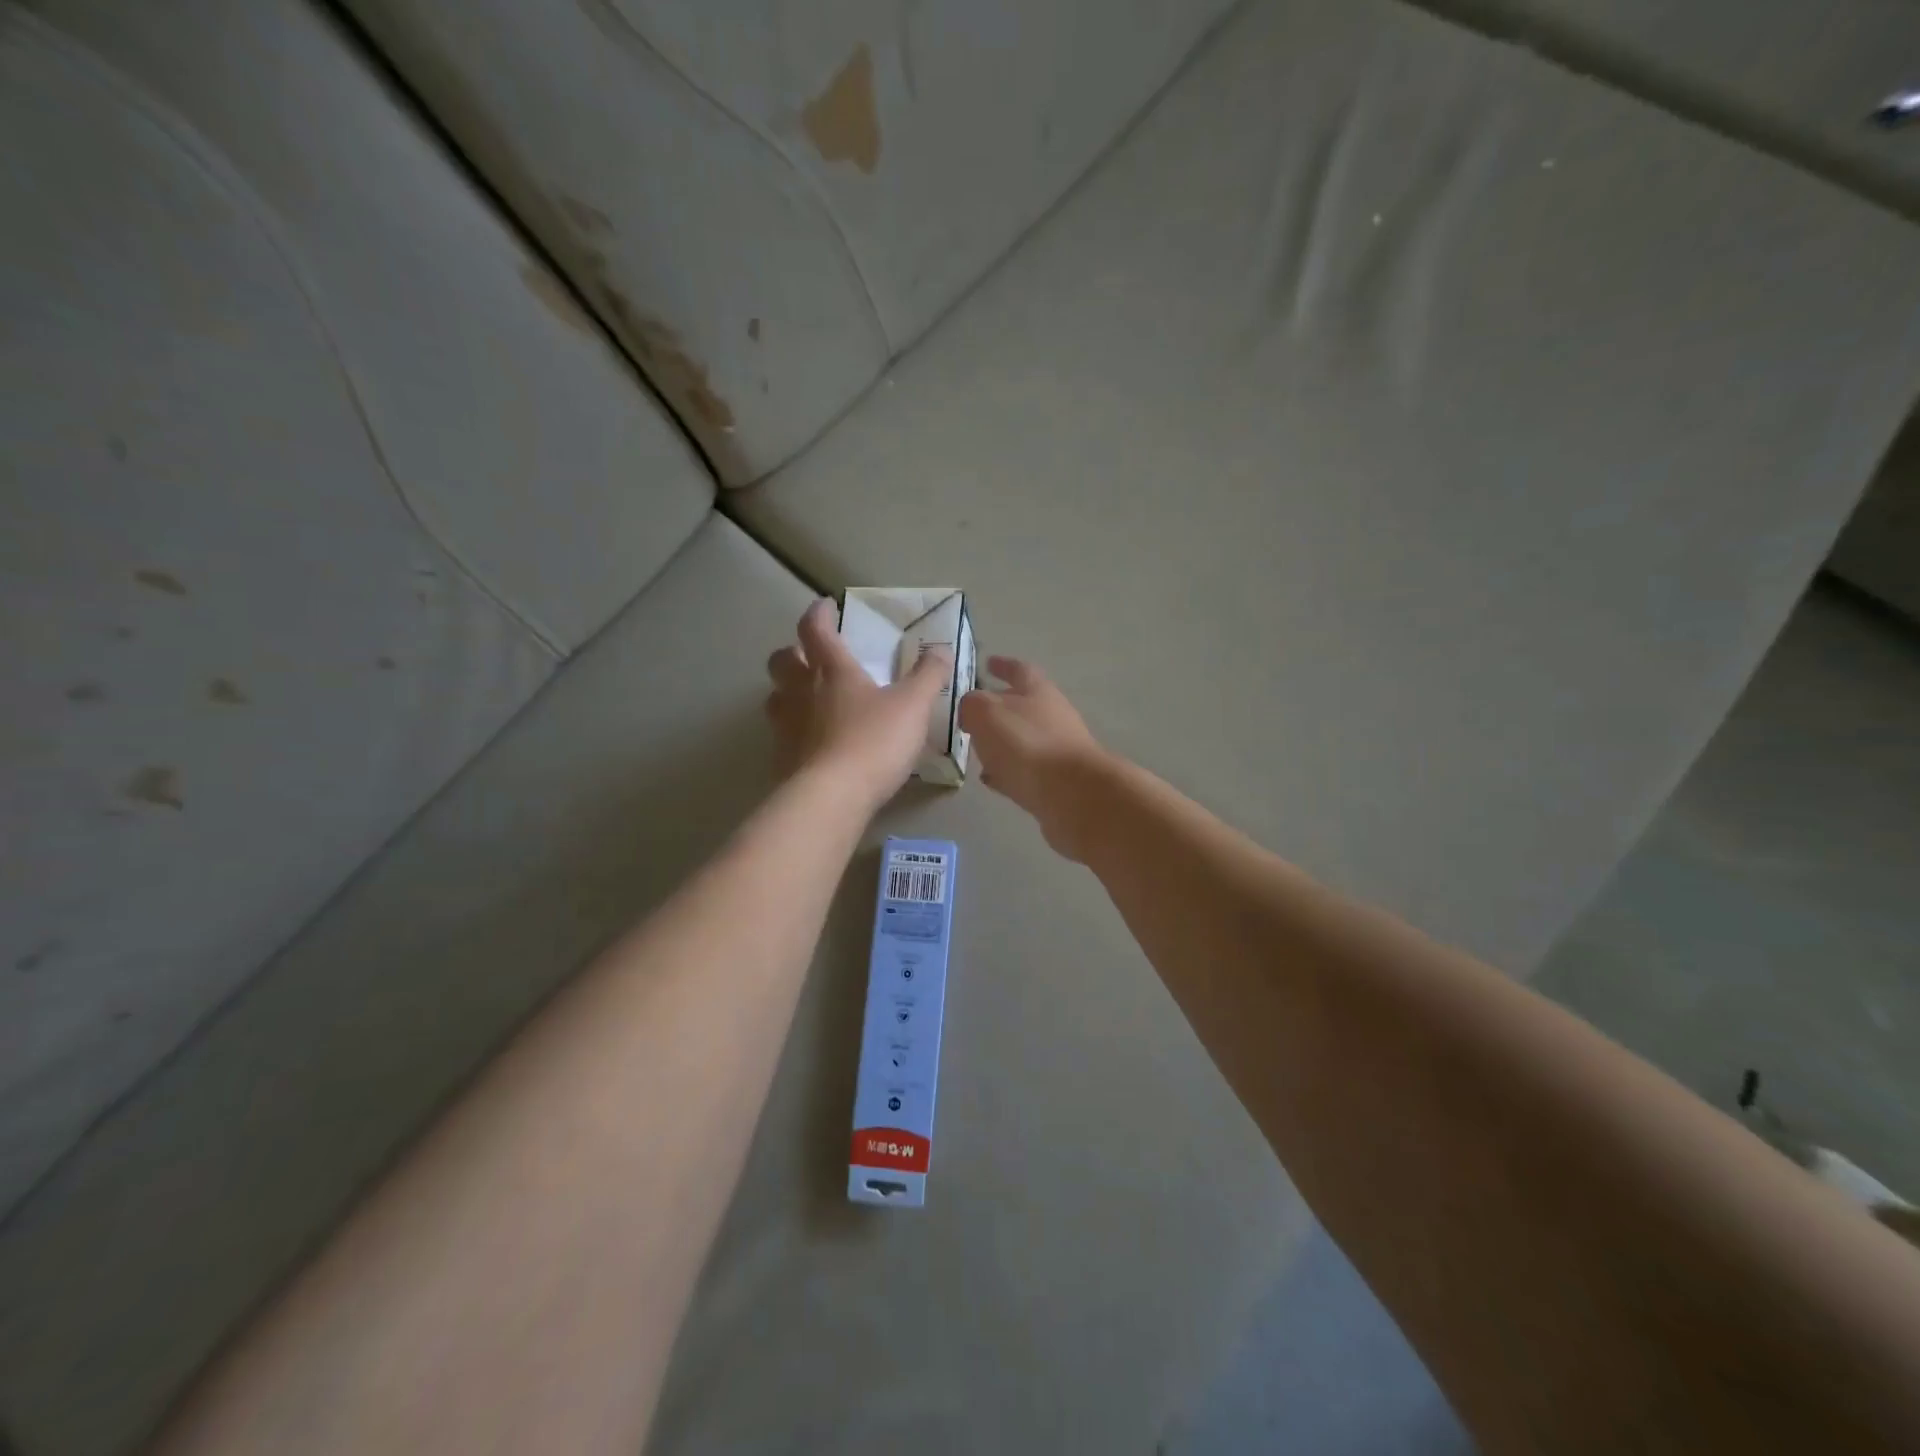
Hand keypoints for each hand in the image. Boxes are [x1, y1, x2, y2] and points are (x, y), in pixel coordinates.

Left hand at [765, 599, 949, 809]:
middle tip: (811, 657)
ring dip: (788, 692)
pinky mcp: (781, 759)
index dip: (818, 613)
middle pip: (782, 660)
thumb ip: (928, 676)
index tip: (825, 606)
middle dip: (793, 652)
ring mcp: (785, 726)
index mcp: (831, 670)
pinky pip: (782, 735)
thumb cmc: (873, 741)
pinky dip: (794, 732)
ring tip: (809, 701)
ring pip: (775, 697)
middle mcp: (800, 692)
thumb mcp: (913, 706)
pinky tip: (813, 744)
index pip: (815, 629)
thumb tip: (940, 651)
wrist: (831, 797)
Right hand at [958, 657, 1109, 861]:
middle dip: (999, 708)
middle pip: (1024, 706)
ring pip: (1024, 740)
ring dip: (1002, 742)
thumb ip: (972, 705)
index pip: (1019, 670)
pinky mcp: (1057, 782)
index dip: (1003, 665)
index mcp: (1038, 691)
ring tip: (977, 748)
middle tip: (974, 714)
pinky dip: (1008, 770)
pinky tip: (992, 779)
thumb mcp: (986, 713)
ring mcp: (1058, 750)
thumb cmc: (1027, 745)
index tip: (988, 663)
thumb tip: (971, 709)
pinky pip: (1026, 771)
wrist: (1073, 795)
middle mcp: (1052, 716)